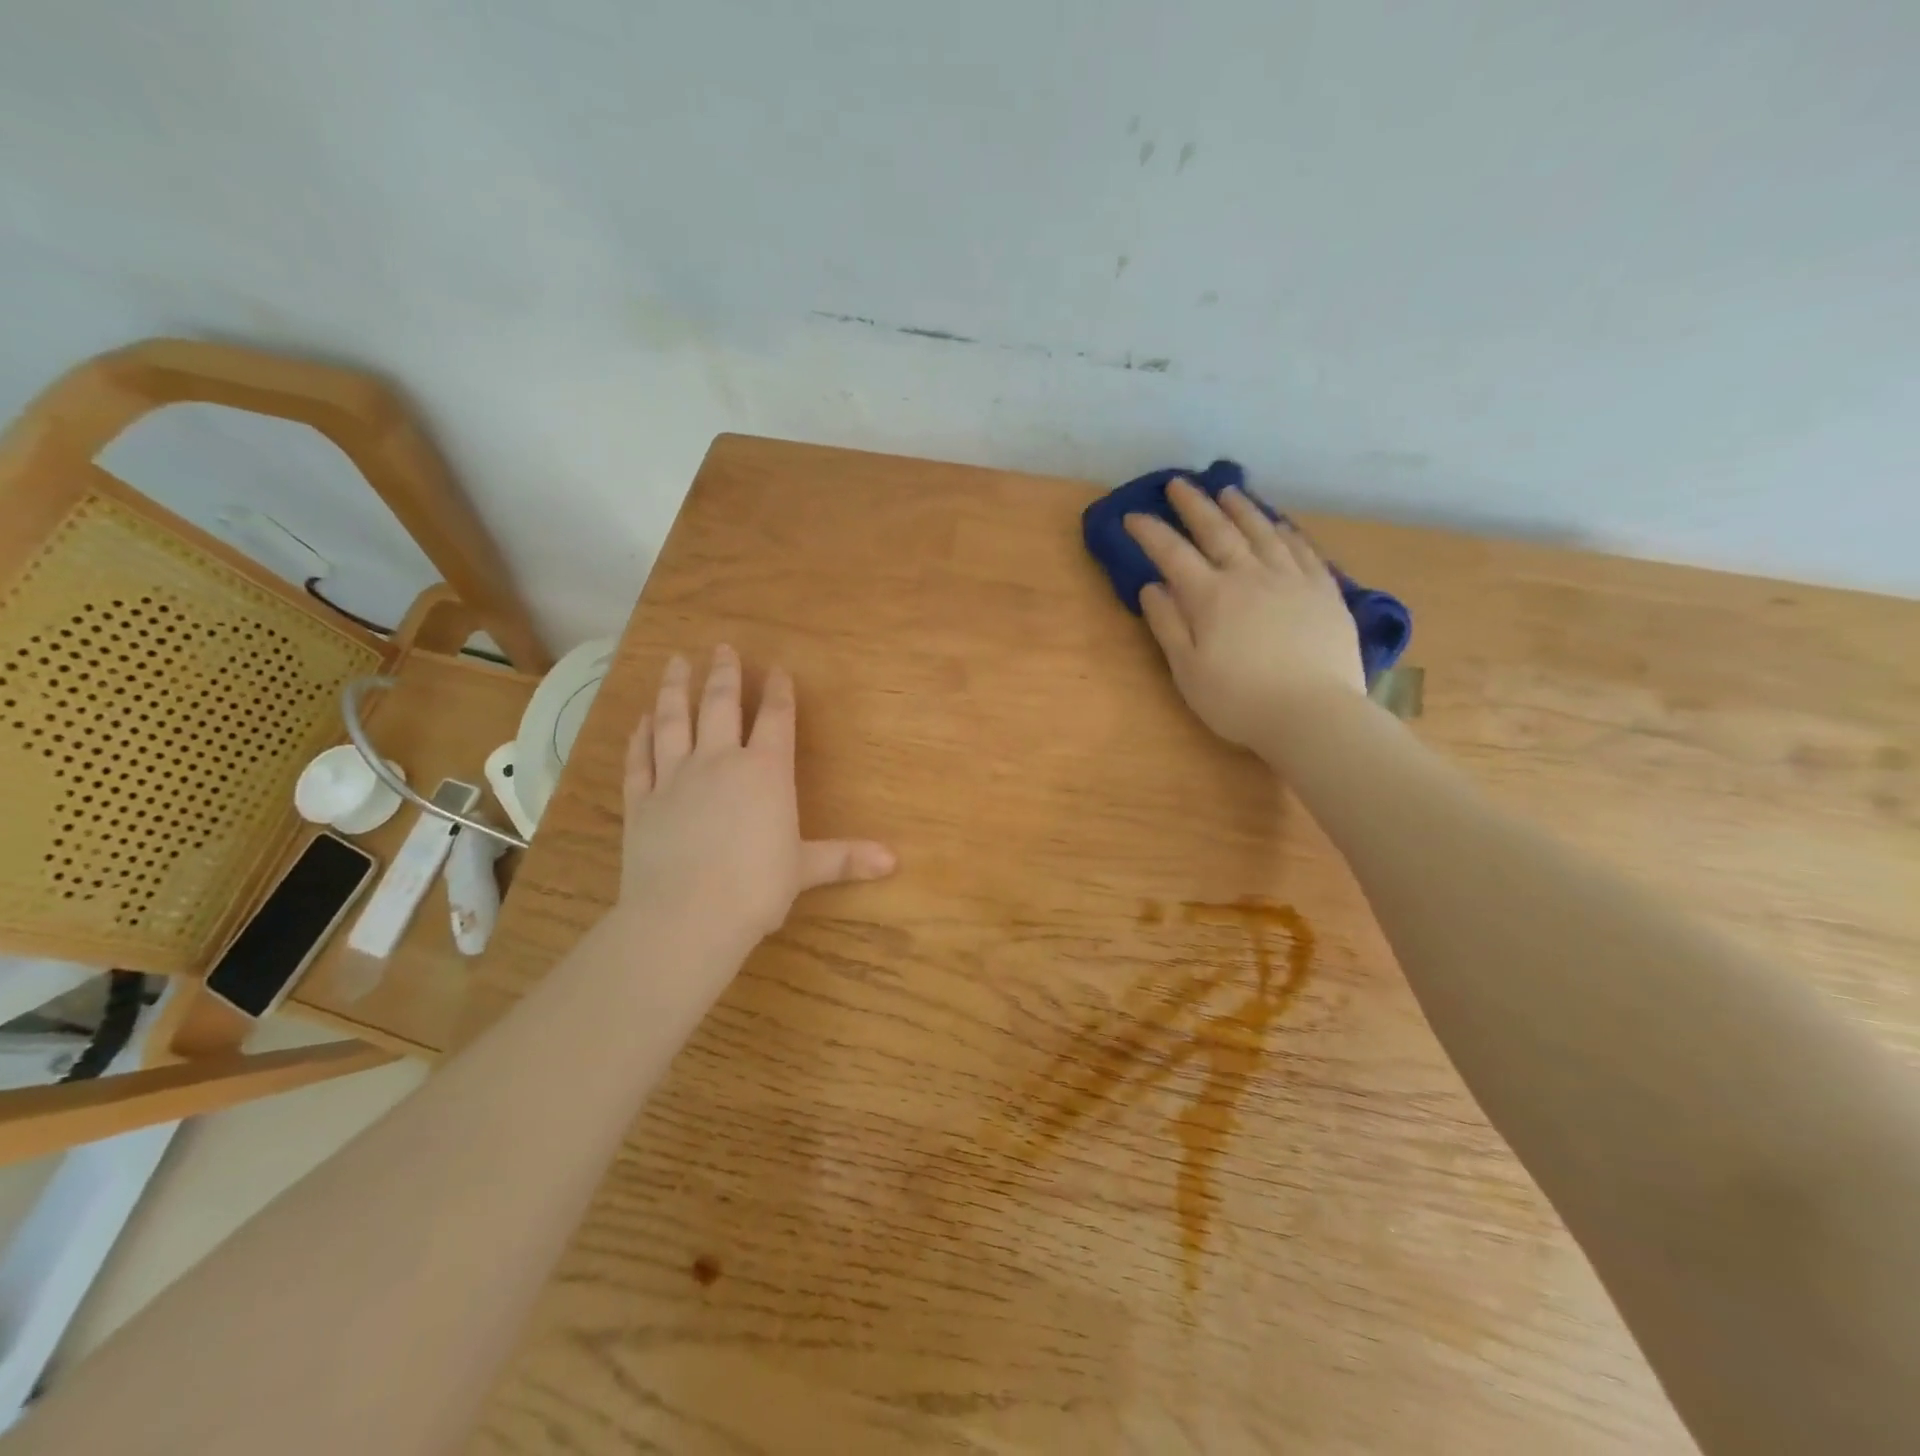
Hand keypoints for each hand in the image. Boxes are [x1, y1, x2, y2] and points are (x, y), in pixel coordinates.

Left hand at [621, 647, 894, 945]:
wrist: (686, 916)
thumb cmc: (756, 888)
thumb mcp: (806, 869)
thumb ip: (845, 857)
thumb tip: (894, 862)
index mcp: (765, 772)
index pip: (776, 719)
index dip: (779, 692)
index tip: (778, 670)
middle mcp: (719, 761)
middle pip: (721, 705)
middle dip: (724, 673)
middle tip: (722, 648)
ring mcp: (674, 777)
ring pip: (673, 720)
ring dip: (675, 688)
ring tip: (675, 662)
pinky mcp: (641, 800)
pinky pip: (639, 758)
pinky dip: (639, 736)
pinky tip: (641, 719)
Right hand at [1125, 479, 1364, 752]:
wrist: (1314, 714)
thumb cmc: (1239, 700)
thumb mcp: (1188, 671)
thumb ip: (1168, 625)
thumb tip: (1152, 587)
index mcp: (1210, 597)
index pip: (1172, 554)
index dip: (1150, 532)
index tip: (1132, 515)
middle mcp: (1249, 576)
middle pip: (1217, 530)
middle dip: (1193, 504)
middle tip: (1177, 483)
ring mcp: (1291, 579)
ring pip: (1261, 531)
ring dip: (1240, 508)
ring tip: (1227, 490)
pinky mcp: (1324, 590)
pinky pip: (1302, 549)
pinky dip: (1285, 531)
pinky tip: (1278, 523)